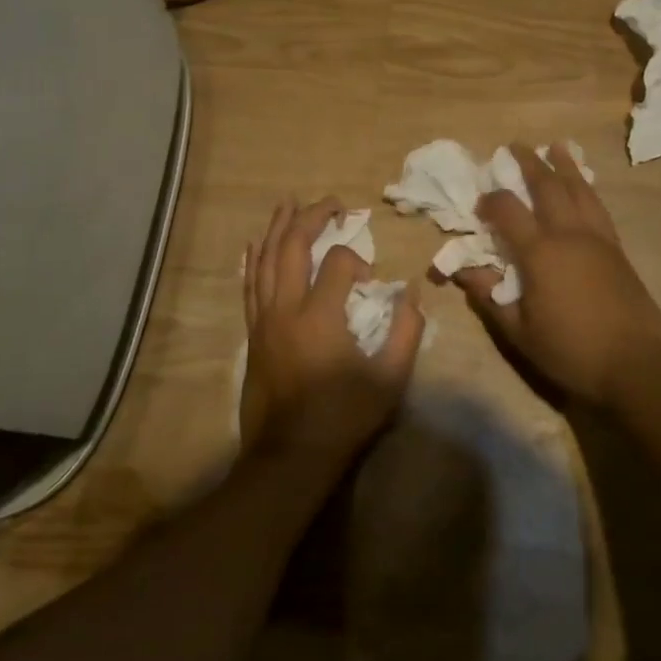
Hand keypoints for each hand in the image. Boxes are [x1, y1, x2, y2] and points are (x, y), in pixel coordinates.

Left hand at [241, 197, 423, 458]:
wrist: (289, 458)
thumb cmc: (343, 418)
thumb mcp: (390, 380)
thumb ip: (407, 332)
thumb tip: (411, 294)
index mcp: (320, 316)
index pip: (339, 262)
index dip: (358, 259)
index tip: (371, 281)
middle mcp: (286, 308)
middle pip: (293, 247)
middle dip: (312, 217)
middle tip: (331, 203)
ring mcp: (263, 320)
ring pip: (266, 260)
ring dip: (278, 228)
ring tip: (289, 203)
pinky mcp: (253, 334)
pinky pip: (250, 285)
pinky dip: (255, 260)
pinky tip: (257, 244)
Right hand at [453, 143, 660, 404]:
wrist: (636, 365)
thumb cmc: (571, 351)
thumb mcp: (519, 332)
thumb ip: (490, 298)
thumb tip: (463, 271)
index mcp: (541, 253)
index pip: (508, 211)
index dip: (490, 201)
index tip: (480, 204)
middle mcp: (570, 235)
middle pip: (548, 187)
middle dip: (529, 163)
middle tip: (515, 146)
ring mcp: (598, 239)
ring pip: (580, 190)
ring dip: (565, 166)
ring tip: (556, 147)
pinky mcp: (618, 250)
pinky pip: (598, 207)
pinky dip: (587, 188)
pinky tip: (584, 186)